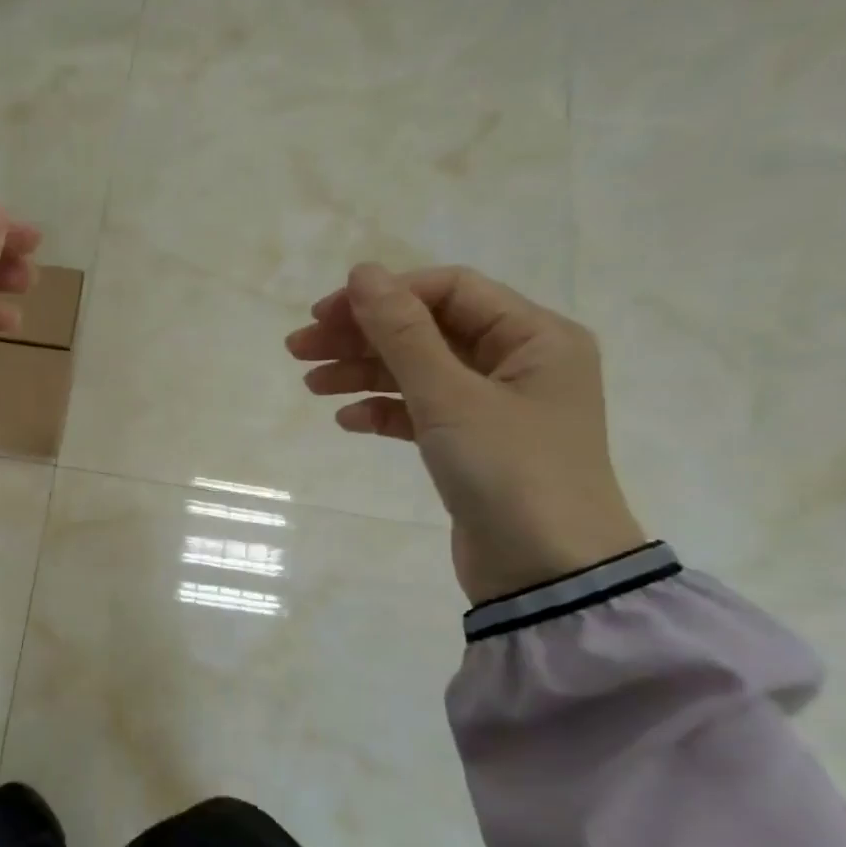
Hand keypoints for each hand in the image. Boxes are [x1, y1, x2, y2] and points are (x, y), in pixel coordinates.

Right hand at [286, 264, 645, 603]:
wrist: (547, 573)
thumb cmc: (509, 472)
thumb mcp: (450, 397)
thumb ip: (403, 333)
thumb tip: (363, 273)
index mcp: (534, 337)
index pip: (449, 291)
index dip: (385, 295)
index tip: (324, 315)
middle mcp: (518, 362)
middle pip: (427, 330)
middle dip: (363, 335)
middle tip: (299, 348)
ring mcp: (495, 406)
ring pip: (418, 371)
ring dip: (364, 372)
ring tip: (311, 384)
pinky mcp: (473, 444)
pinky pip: (421, 411)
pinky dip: (384, 411)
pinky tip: (348, 420)